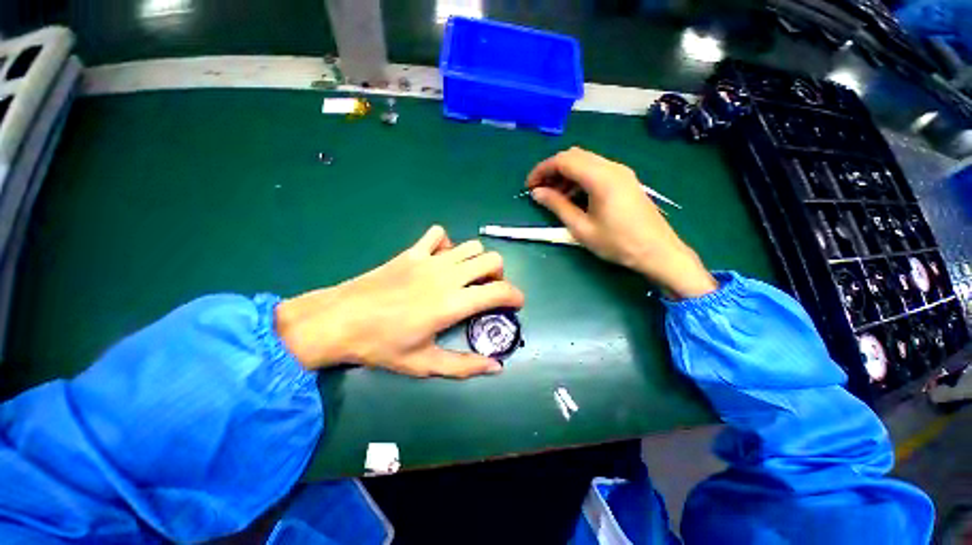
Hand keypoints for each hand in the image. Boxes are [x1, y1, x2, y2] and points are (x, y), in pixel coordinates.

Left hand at [275, 226, 524, 377]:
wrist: (339, 320)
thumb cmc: (381, 345)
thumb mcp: (424, 364)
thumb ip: (464, 366)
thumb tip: (497, 367)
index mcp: (452, 304)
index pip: (499, 291)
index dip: (515, 296)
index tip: (516, 304)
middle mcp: (447, 276)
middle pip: (491, 260)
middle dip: (499, 275)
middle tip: (488, 290)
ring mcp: (429, 260)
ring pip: (471, 246)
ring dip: (477, 260)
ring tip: (468, 276)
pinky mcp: (412, 252)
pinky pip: (438, 235)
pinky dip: (447, 244)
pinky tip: (440, 260)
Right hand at [527, 147, 716, 298]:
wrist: (657, 251)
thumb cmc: (617, 243)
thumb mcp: (581, 228)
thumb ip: (557, 206)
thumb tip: (537, 193)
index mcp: (600, 178)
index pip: (563, 160)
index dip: (542, 170)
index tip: (529, 186)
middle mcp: (612, 167)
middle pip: (574, 156)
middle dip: (552, 170)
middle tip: (540, 191)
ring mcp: (621, 172)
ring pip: (585, 162)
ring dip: (566, 175)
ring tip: (554, 197)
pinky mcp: (625, 180)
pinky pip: (596, 170)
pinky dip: (580, 178)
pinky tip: (573, 196)